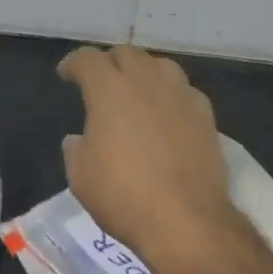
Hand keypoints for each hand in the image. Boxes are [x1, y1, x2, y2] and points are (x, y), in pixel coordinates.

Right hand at [58, 46, 239, 260]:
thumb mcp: (80, 177)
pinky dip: (171, 95)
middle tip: (101, 83)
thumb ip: (75, 150)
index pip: (87, 59)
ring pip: (160, 65)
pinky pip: (185, 90)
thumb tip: (78, 139)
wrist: (185, 220)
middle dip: (109, 63)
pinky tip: (168, 113)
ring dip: (143, 72)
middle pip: (126, 53)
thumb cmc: (123, 196)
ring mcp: (180, 95)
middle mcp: (145, 81)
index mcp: (108, 90)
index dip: (73, 63)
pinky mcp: (206, 115)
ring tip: (137, 92)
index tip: (67, 75)